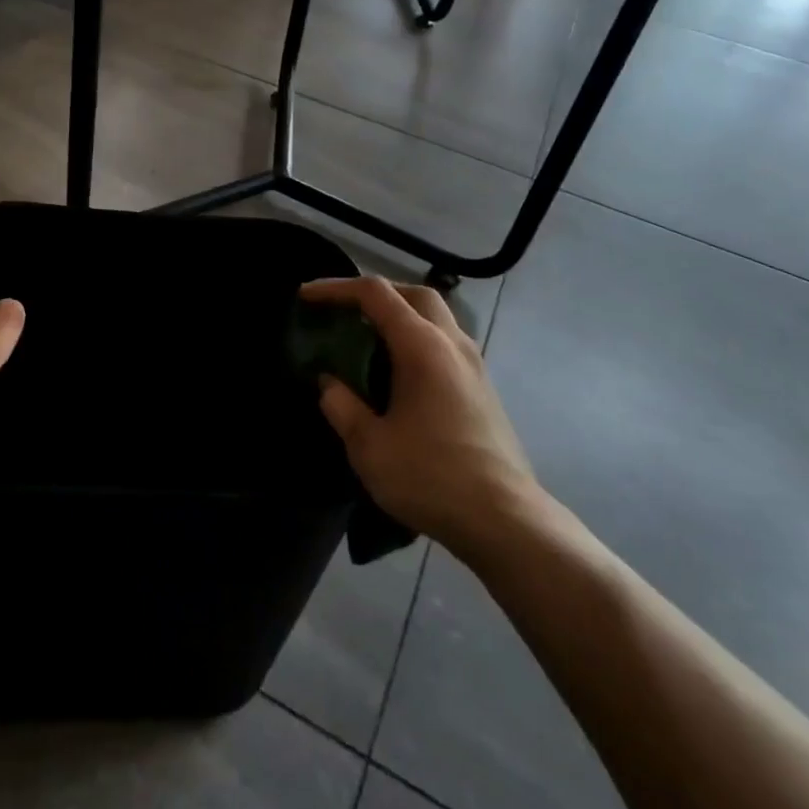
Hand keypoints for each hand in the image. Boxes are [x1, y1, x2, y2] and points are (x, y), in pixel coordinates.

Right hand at [302, 277, 534, 557]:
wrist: (504, 520)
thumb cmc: (431, 476)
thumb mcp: (369, 446)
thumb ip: (342, 405)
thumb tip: (329, 382)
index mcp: (422, 346)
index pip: (375, 294)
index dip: (336, 288)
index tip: (305, 296)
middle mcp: (452, 344)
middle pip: (415, 294)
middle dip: (376, 293)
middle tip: (344, 310)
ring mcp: (474, 365)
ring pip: (437, 317)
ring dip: (401, 315)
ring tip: (369, 339)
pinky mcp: (483, 388)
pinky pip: (446, 343)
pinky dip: (418, 340)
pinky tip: (400, 373)